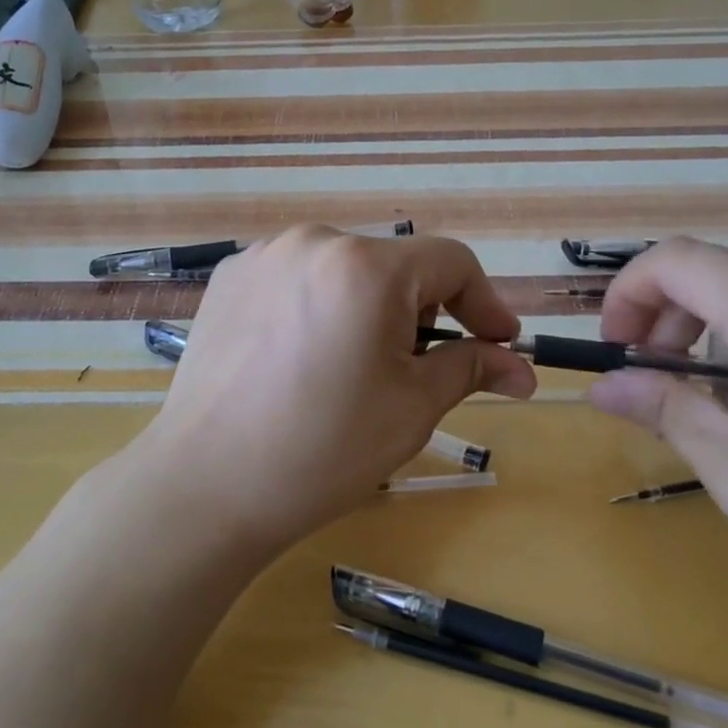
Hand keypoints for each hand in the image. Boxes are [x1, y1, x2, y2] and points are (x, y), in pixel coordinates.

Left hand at [138, 226, 535, 553]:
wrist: (206, 485)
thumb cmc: (324, 449)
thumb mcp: (413, 408)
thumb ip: (471, 368)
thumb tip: (521, 367)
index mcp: (366, 266)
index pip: (451, 262)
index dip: (485, 303)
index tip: (499, 345)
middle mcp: (313, 241)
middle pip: (394, 266)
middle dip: (422, 312)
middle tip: (421, 370)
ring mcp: (263, 256)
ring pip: (342, 272)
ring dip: (366, 309)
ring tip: (354, 368)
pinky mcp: (228, 279)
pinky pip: (296, 280)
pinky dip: (317, 308)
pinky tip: (301, 360)